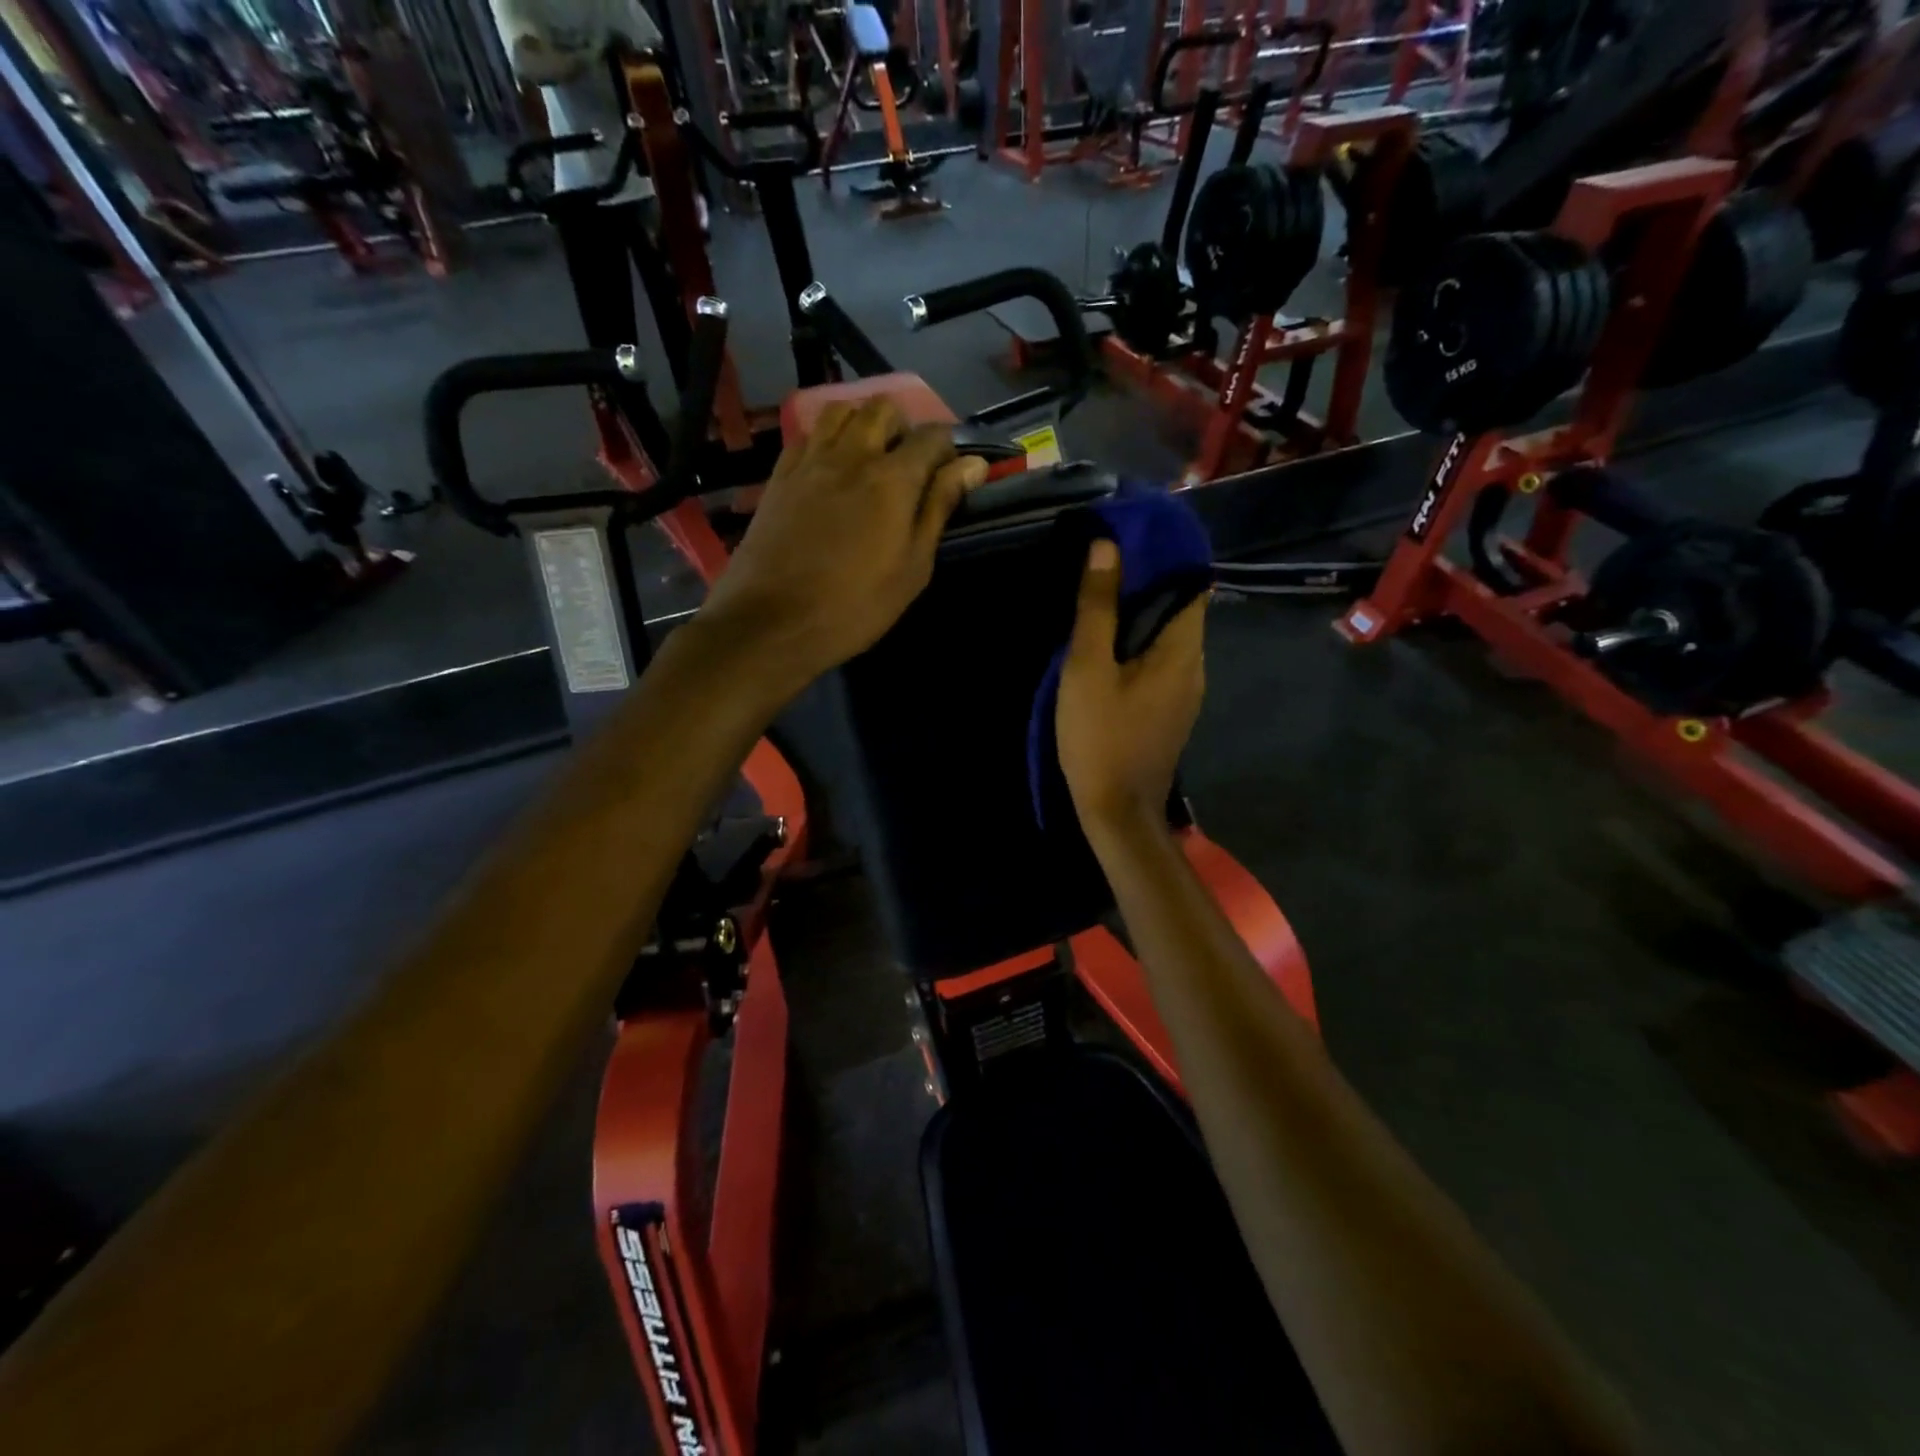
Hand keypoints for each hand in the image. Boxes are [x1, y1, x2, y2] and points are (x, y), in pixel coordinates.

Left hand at [697, 397, 985, 694]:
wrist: (772, 621)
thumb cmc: (855, 605)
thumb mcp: (912, 567)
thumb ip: (939, 508)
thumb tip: (972, 465)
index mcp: (892, 478)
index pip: (932, 436)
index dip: (948, 449)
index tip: (951, 475)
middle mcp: (851, 454)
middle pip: (884, 408)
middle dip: (904, 427)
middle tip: (908, 466)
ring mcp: (810, 460)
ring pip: (842, 411)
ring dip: (863, 423)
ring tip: (869, 459)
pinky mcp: (779, 475)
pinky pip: (808, 435)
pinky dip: (827, 438)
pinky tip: (830, 469)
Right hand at [1057, 539, 1206, 841]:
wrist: (1117, 813)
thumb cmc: (1101, 737)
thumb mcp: (1088, 668)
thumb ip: (1097, 608)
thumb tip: (1106, 547)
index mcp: (1184, 651)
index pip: (1191, 584)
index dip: (1165, 556)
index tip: (1130, 538)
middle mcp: (1195, 668)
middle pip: (1179, 610)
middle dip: (1146, 584)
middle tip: (1103, 566)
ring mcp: (1185, 694)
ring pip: (1167, 640)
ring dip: (1139, 617)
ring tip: (1100, 601)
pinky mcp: (1169, 713)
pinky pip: (1159, 664)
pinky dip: (1138, 647)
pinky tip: (1107, 649)